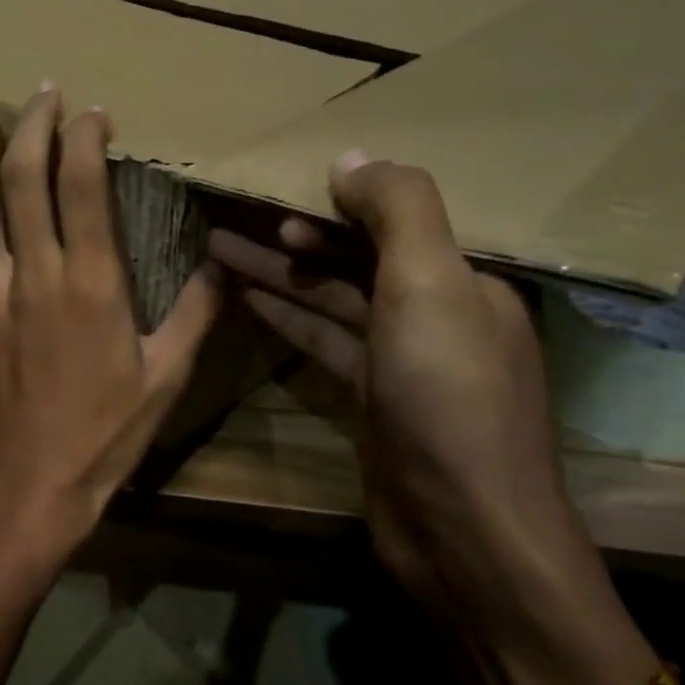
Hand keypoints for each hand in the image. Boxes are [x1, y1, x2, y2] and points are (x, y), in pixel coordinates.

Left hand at [0, 87, 224, 558]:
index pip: (79, 186)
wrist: (33, 483)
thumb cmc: (108, 433)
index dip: (83, 137)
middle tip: (42, 91)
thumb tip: (225, 264)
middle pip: (22, 180)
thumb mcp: (168, 376)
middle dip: (32, 125)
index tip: (95, 111)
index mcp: (90, 285)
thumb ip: (197, 312)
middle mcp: (34, 277)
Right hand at [208, 152, 601, 640]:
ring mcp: (402, 361)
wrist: (461, 526)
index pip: (396, 222)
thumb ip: (398, 211)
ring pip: (332, 300)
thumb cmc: (448, 396)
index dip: (337, 202)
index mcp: (465, 280)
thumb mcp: (431, 285)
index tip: (276, 189)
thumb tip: (352, 158)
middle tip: (231, 218)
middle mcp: (437, 314)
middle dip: (295, 235)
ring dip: (279, 273)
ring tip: (219, 249)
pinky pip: (324, 342)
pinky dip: (287, 319)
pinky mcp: (372, 401)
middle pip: (355, 259)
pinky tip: (248, 300)